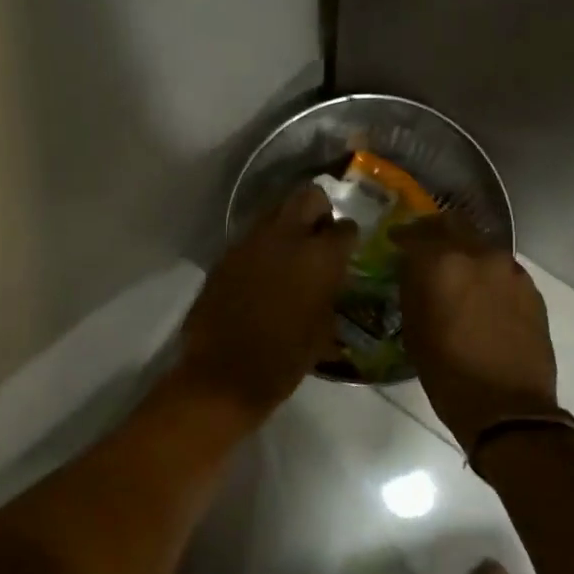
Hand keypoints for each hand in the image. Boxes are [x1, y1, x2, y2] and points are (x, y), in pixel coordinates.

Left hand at [178, 185, 358, 421]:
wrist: (224, 376)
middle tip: (320, 233)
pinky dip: (263, 245)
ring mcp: (250, 243)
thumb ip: (329, 292)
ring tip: (291, 251)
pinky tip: (264, 271)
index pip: (345, 228)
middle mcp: (286, 238)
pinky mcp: (225, 256)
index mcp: (319, 257)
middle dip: (318, 210)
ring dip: (287, 224)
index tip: (347, 248)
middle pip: (307, 196)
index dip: (348, 237)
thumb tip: (329, 279)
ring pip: (274, 211)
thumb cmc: (285, 360)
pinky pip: (251, 237)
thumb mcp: (323, 329)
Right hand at [394, 215, 558, 451]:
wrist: (509, 407)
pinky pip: (502, 268)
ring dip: (464, 250)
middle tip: (423, 246)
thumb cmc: (449, 376)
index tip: (395, 242)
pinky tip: (481, 293)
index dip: (402, 236)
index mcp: (442, 265)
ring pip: (481, 244)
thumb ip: (413, 291)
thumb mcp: (415, 333)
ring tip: (454, 271)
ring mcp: (510, 270)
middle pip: (453, 224)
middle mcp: (478, 255)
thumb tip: (413, 272)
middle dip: (435, 231)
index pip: (415, 234)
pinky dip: (486, 272)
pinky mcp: (531, 288)